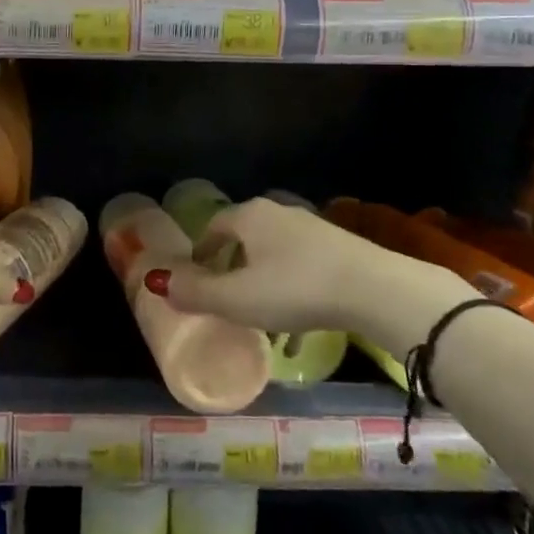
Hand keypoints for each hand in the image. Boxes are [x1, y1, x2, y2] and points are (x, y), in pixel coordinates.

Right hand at [168, 197, 477, 351]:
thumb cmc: (295, 289)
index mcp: (249, 216)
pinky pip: (303, 266)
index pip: (214, 226)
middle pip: (245, 238)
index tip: (196, 281)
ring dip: (263, 281)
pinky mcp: (340, 247)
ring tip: (263, 317)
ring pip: (275, 254)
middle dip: (232, 267)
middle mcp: (279, 212)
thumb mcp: (237, 299)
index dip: (201, 254)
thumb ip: (195, 292)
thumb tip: (159, 282)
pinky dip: (292, 288)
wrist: (374, 289)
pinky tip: (299, 321)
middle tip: (226, 299)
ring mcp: (313, 228)